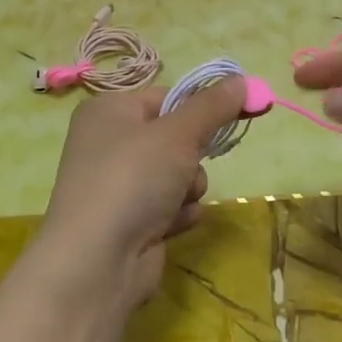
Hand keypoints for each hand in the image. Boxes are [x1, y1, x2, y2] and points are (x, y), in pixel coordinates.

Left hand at [34, 77, 247, 314]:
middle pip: (175, 138)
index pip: (167, 97)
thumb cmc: (132, 179)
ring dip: (189, 188)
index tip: (238, 111)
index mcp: (109, 111)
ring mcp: (119, 185)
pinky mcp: (132, 220)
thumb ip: (213, 106)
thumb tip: (243, 80)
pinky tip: (168, 226)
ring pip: (180, 174)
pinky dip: (178, 214)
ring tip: (174, 202)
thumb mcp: (178, 134)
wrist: (97, 261)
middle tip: (190, 164)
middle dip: (193, 156)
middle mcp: (109, 144)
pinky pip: (172, 206)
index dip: (200, 107)